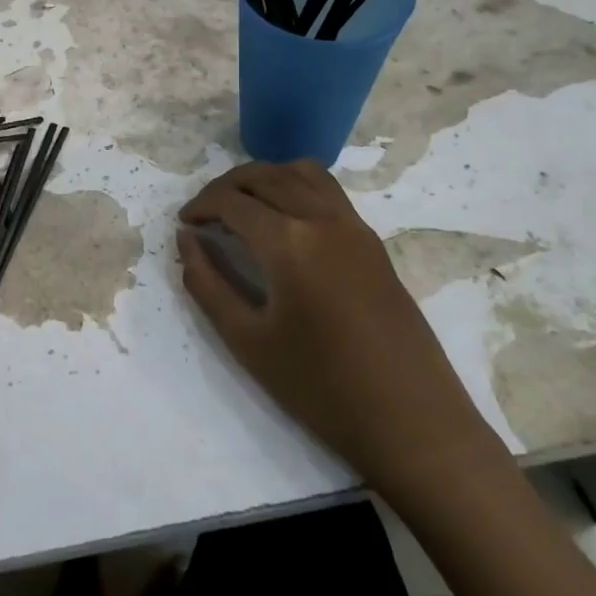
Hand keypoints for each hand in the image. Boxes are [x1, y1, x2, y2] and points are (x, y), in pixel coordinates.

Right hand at [177, 160, 503, 504]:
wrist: (412, 422)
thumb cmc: (320, 387)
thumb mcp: (247, 340)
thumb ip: (207, 283)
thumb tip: (186, 240)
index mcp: (289, 242)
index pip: (232, 201)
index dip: (200, 206)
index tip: (183, 224)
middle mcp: (322, 218)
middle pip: (265, 175)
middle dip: (226, 186)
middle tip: (204, 213)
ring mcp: (354, 226)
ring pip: (301, 172)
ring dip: (264, 178)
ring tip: (242, 206)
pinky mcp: (373, 241)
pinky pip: (328, 190)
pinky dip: (296, 186)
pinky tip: (284, 220)